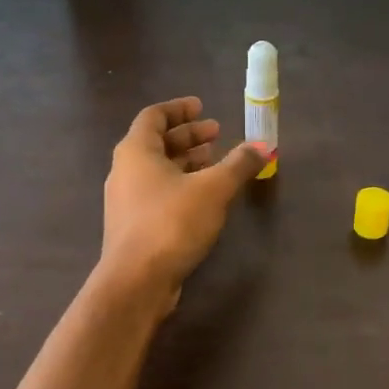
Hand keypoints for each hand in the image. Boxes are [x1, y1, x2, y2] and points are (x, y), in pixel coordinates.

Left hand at [99, 98, 269, 302]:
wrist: (136, 281)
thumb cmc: (172, 223)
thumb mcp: (214, 189)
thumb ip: (239, 164)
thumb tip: (264, 146)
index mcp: (136, 151)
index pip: (154, 116)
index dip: (179, 109)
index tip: (203, 107)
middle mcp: (124, 170)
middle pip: (156, 142)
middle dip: (188, 136)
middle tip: (217, 133)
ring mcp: (125, 200)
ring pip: (157, 170)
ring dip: (186, 162)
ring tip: (216, 163)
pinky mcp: (133, 226)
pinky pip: (157, 193)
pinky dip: (180, 185)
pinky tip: (203, 198)